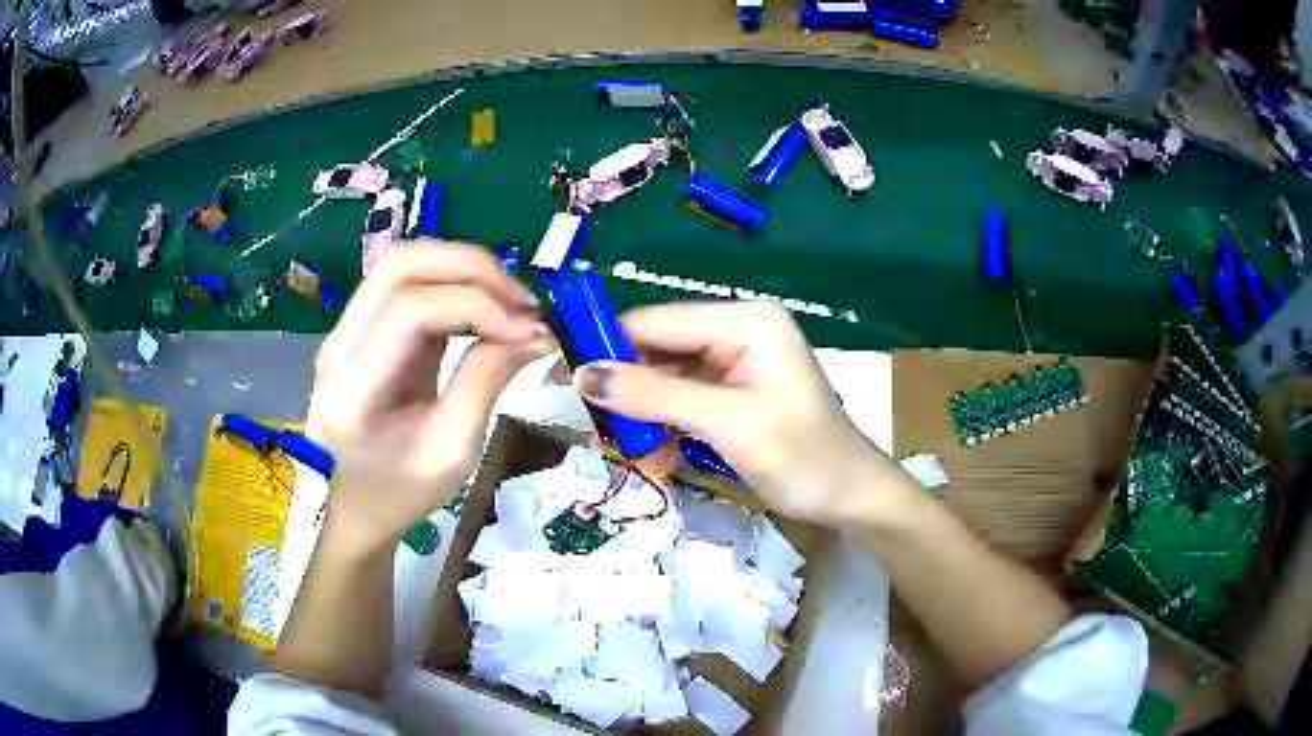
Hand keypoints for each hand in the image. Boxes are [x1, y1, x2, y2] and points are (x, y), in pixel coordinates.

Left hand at [310, 243, 551, 552]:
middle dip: (470, 267)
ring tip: (511, 302)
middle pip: (399, 265)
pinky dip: (454, 285)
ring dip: (463, 269)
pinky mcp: (365, 329)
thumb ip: (485, 383)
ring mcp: (347, 331)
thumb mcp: (452, 453)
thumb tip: (533, 332)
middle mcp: (339, 344)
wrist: (357, 507)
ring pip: (404, 264)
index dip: (477, 306)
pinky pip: (409, 285)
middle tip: (523, 300)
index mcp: (351, 387)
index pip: (410, 310)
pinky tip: (487, 309)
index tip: (531, 330)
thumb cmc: (400, 493)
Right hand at [572, 302, 915, 527]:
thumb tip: (583, 374)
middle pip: (657, 349)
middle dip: (628, 392)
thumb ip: (655, 395)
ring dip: (644, 418)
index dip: (607, 345)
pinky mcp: (732, 392)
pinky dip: (665, 428)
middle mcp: (737, 331)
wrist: (850, 498)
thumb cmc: (803, 456)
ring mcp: (735, 362)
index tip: (563, 378)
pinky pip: (680, 401)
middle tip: (599, 431)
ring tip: (635, 456)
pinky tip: (661, 458)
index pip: (656, 321)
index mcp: (745, 321)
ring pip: (663, 379)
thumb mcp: (727, 424)